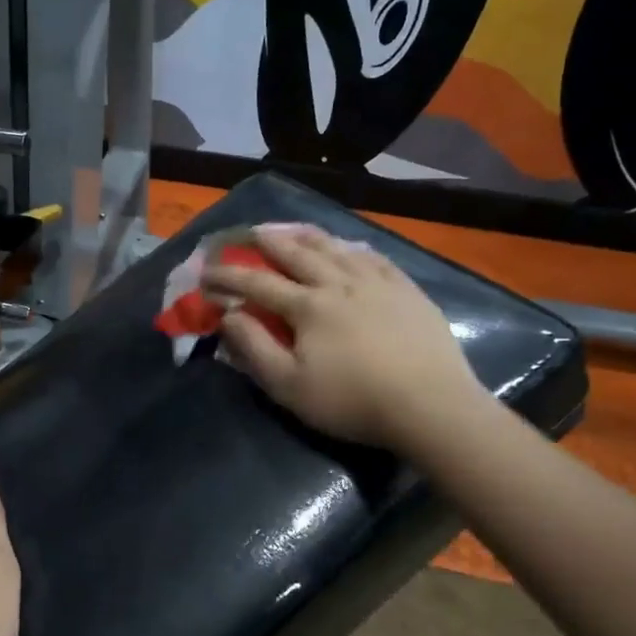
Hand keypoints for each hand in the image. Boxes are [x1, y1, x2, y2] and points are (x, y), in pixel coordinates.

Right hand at [202, 223, 490, 456]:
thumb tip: (228, 315)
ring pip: (335, 248)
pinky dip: (352, 248)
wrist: (431, 406)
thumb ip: (254, 348)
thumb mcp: (289, 386)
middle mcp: (339, 283)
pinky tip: (348, 247)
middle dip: (265, 242)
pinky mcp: (407, 291)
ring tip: (290, 229)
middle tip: (246, 233)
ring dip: (306, 235)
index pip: (257, 283)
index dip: (228, 276)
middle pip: (296, 253)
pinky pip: (374, 258)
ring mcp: (377, 283)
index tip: (205, 272)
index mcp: (307, 306)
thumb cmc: (352, 401)